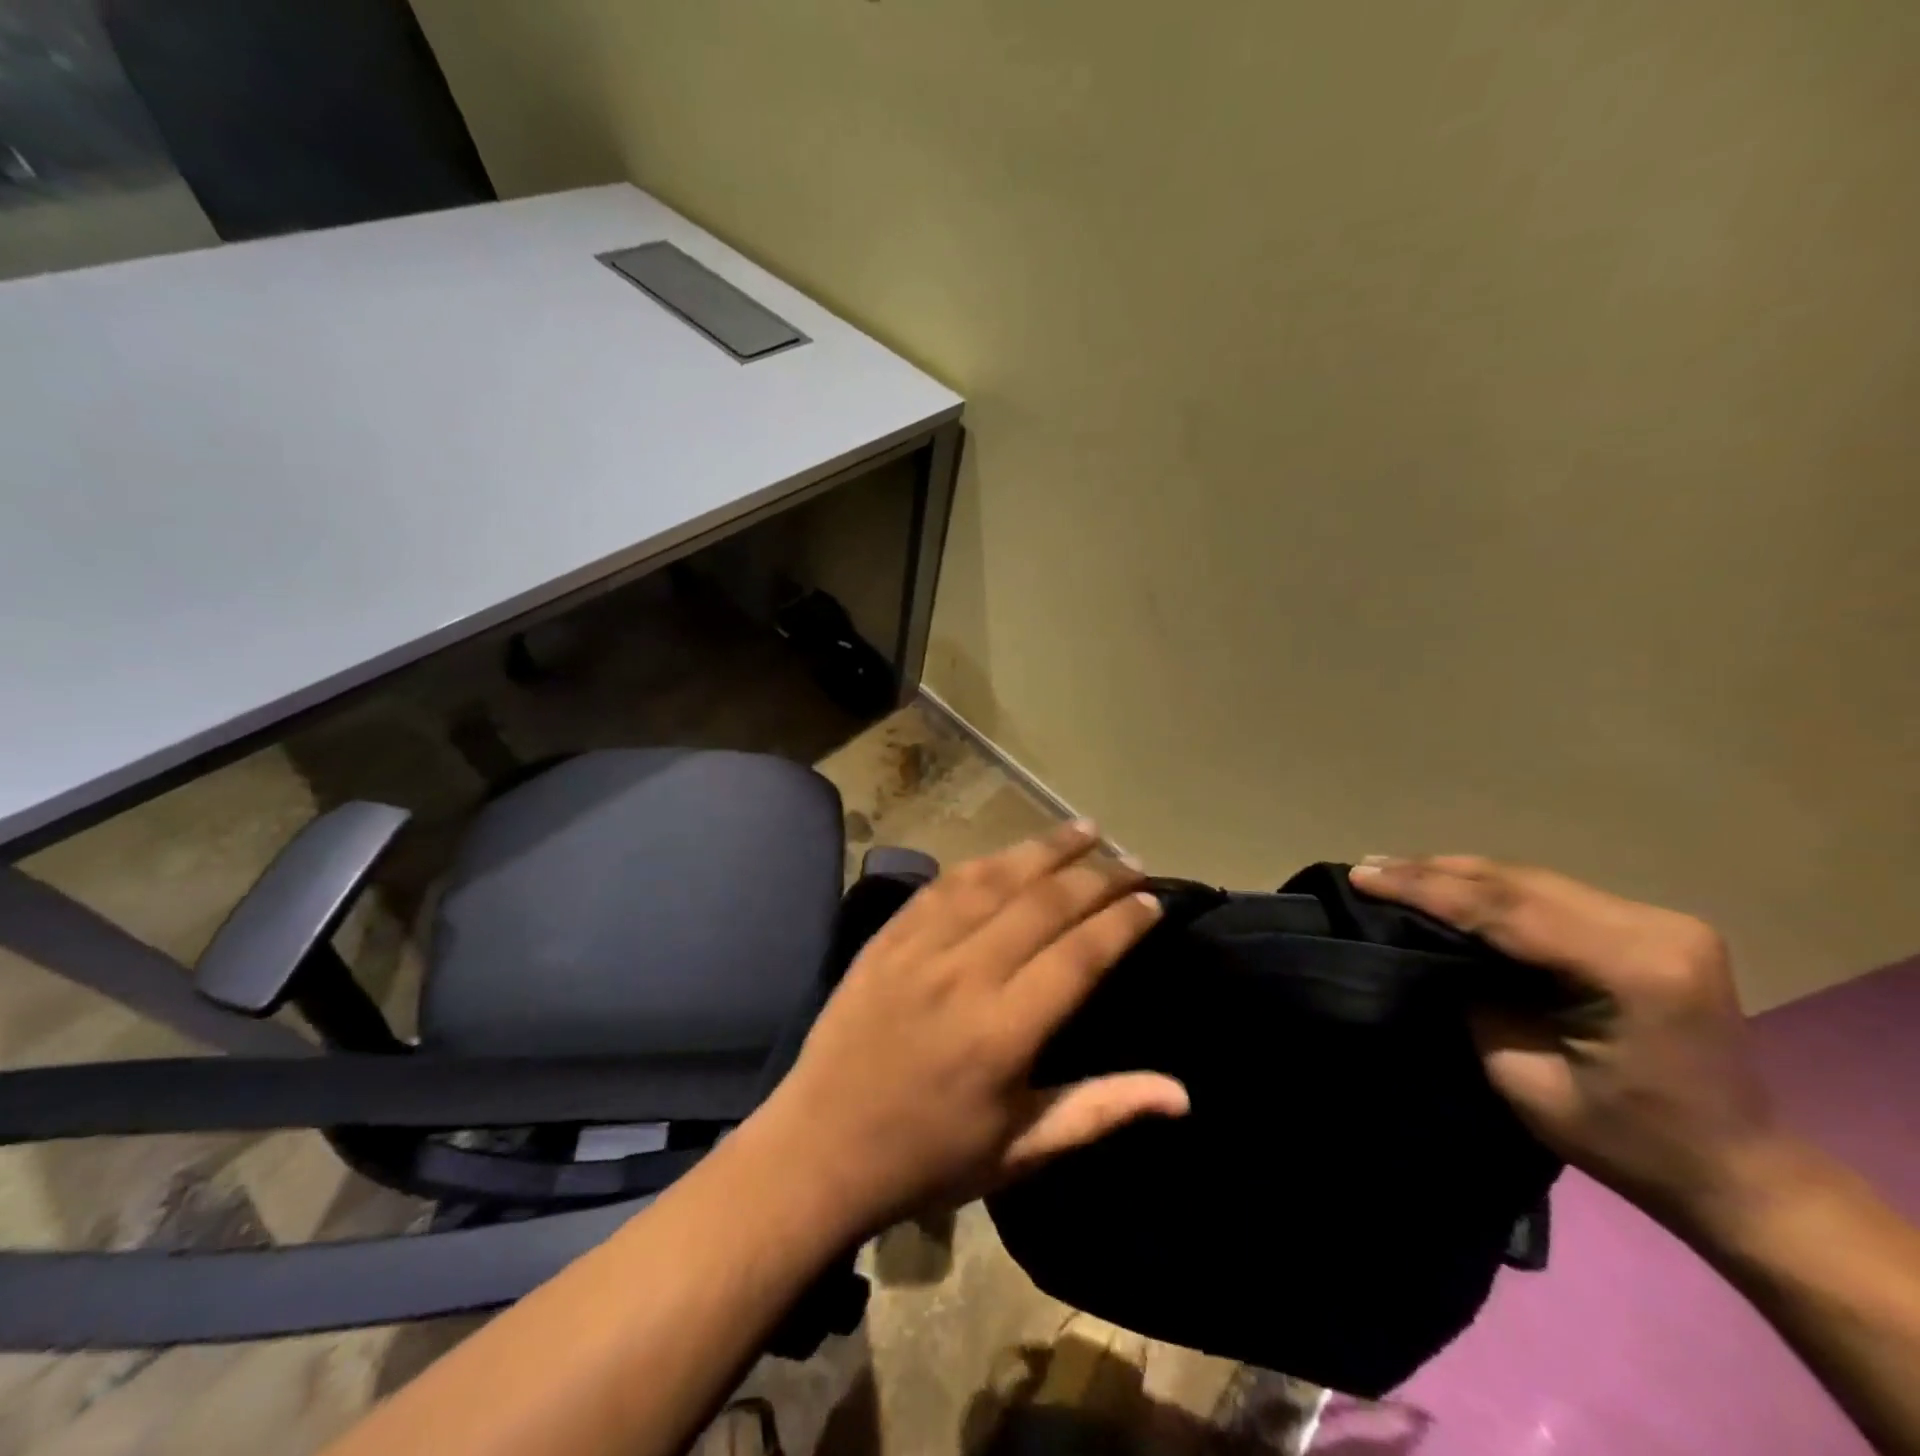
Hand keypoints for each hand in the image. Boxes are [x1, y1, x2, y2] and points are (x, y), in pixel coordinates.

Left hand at [762, 822, 1187, 1236]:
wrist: (818, 1149)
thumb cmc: (928, 1159)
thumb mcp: (1020, 1151)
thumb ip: (1099, 1110)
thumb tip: (1181, 1093)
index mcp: (1003, 1033)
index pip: (1080, 955)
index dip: (1122, 922)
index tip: (1152, 901)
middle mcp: (964, 976)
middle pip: (1043, 904)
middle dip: (1095, 876)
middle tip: (1130, 861)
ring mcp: (919, 949)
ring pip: (994, 880)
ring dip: (1043, 849)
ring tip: (1084, 829)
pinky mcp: (886, 937)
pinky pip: (942, 885)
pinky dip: (984, 863)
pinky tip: (1009, 852)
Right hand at [1349, 855, 1789, 1235]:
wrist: (1735, 1171)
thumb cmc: (1628, 1143)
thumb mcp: (1526, 1079)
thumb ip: (1475, 1000)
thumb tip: (1425, 947)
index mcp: (1636, 969)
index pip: (1506, 911)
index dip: (1425, 890)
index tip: (1362, 877)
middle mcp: (1655, 927)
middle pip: (1518, 883)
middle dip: (1433, 872)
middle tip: (1366, 867)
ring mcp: (1659, 920)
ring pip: (1530, 879)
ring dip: (1457, 874)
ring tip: (1392, 869)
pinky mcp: (1649, 924)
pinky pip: (1549, 892)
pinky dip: (1490, 888)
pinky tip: (1448, 883)